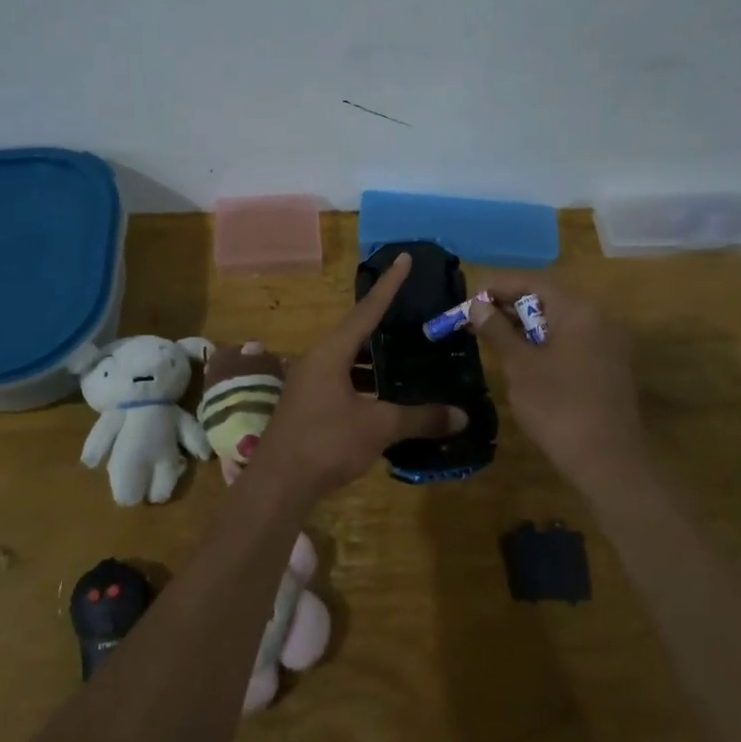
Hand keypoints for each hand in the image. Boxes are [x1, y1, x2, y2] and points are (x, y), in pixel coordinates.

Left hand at [249, 253, 466, 500]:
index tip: (404, 259)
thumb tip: (461, 416)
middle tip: (411, 313)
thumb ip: (419, 419)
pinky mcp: (307, 405)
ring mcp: (308, 383)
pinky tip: (383, 398)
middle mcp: (317, 360)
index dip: (388, 285)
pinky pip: (341, 381)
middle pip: (355, 333)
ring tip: (404, 357)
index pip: (366, 311)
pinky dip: (364, 382)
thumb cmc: (327, 443)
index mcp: (331, 353)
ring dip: (374, 359)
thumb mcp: (378, 428)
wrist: (279, 483)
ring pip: (347, 360)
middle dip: (383, 323)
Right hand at [469, 274, 648, 487]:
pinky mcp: (608, 366)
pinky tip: (521, 358)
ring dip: (525, 325)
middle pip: (548, 298)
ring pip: (559, 321)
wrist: (607, 461)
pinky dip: (545, 342)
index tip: (469, 300)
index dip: (498, 287)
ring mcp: (607, 343)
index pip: (533, 282)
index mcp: (579, 310)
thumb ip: (498, 330)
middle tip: (476, 320)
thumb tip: (478, 305)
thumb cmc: (558, 407)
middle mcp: (598, 318)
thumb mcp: (520, 366)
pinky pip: (572, 340)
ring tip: (492, 338)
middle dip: (509, 306)